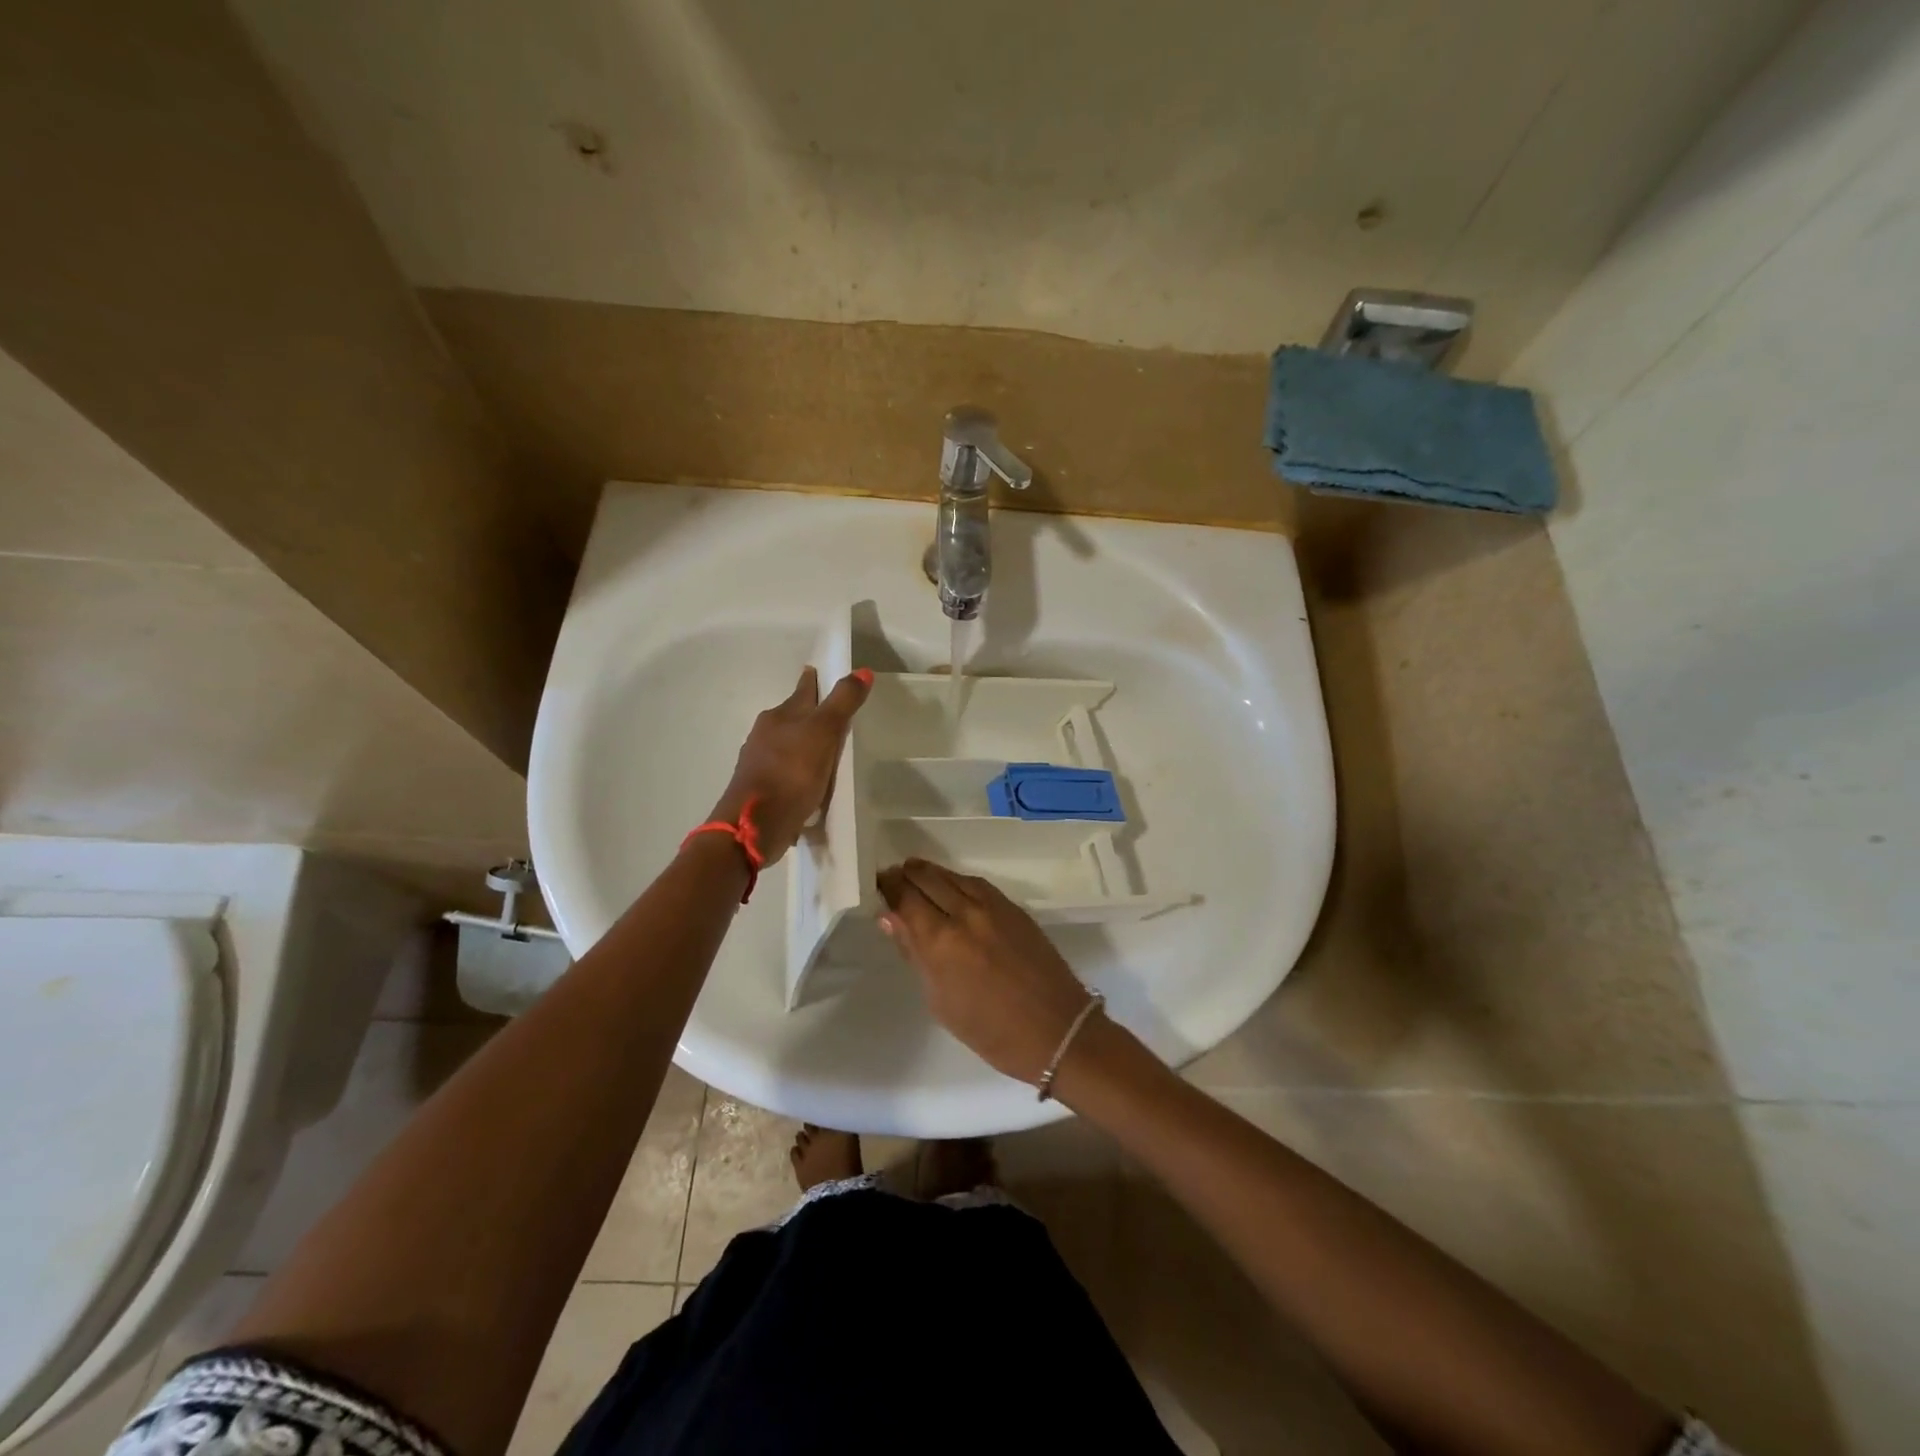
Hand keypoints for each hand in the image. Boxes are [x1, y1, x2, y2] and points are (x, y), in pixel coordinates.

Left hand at [710, 667, 871, 863]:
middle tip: (831, 713)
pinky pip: (785, 771)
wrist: (754, 825)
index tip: (818, 671)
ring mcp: (760, 762)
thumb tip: (863, 671)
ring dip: (802, 744)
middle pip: (792, 716)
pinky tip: (809, 781)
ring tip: (824, 748)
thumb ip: (843, 702)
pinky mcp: (762, 789)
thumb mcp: (823, 733)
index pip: (802, 691)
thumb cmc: (791, 773)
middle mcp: (766, 734)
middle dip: (808, 713)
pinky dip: (797, 770)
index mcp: (780, 715)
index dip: (813, 681)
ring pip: (786, 744)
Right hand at [876, 858, 1099, 1084]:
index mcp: (942, 941)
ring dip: (931, 872)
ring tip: (915, 872)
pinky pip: (978, 884)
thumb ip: (915, 954)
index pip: (906, 898)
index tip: (877, 882)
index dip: (888, 886)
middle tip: (892, 876)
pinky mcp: (1014, 908)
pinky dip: (958, 879)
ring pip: (953, 876)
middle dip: (906, 875)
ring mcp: (994, 907)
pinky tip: (951, 884)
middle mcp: (966, 914)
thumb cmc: (991, 1031)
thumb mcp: (940, 1000)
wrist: (1057, 1030)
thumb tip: (890, 918)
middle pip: (928, 879)